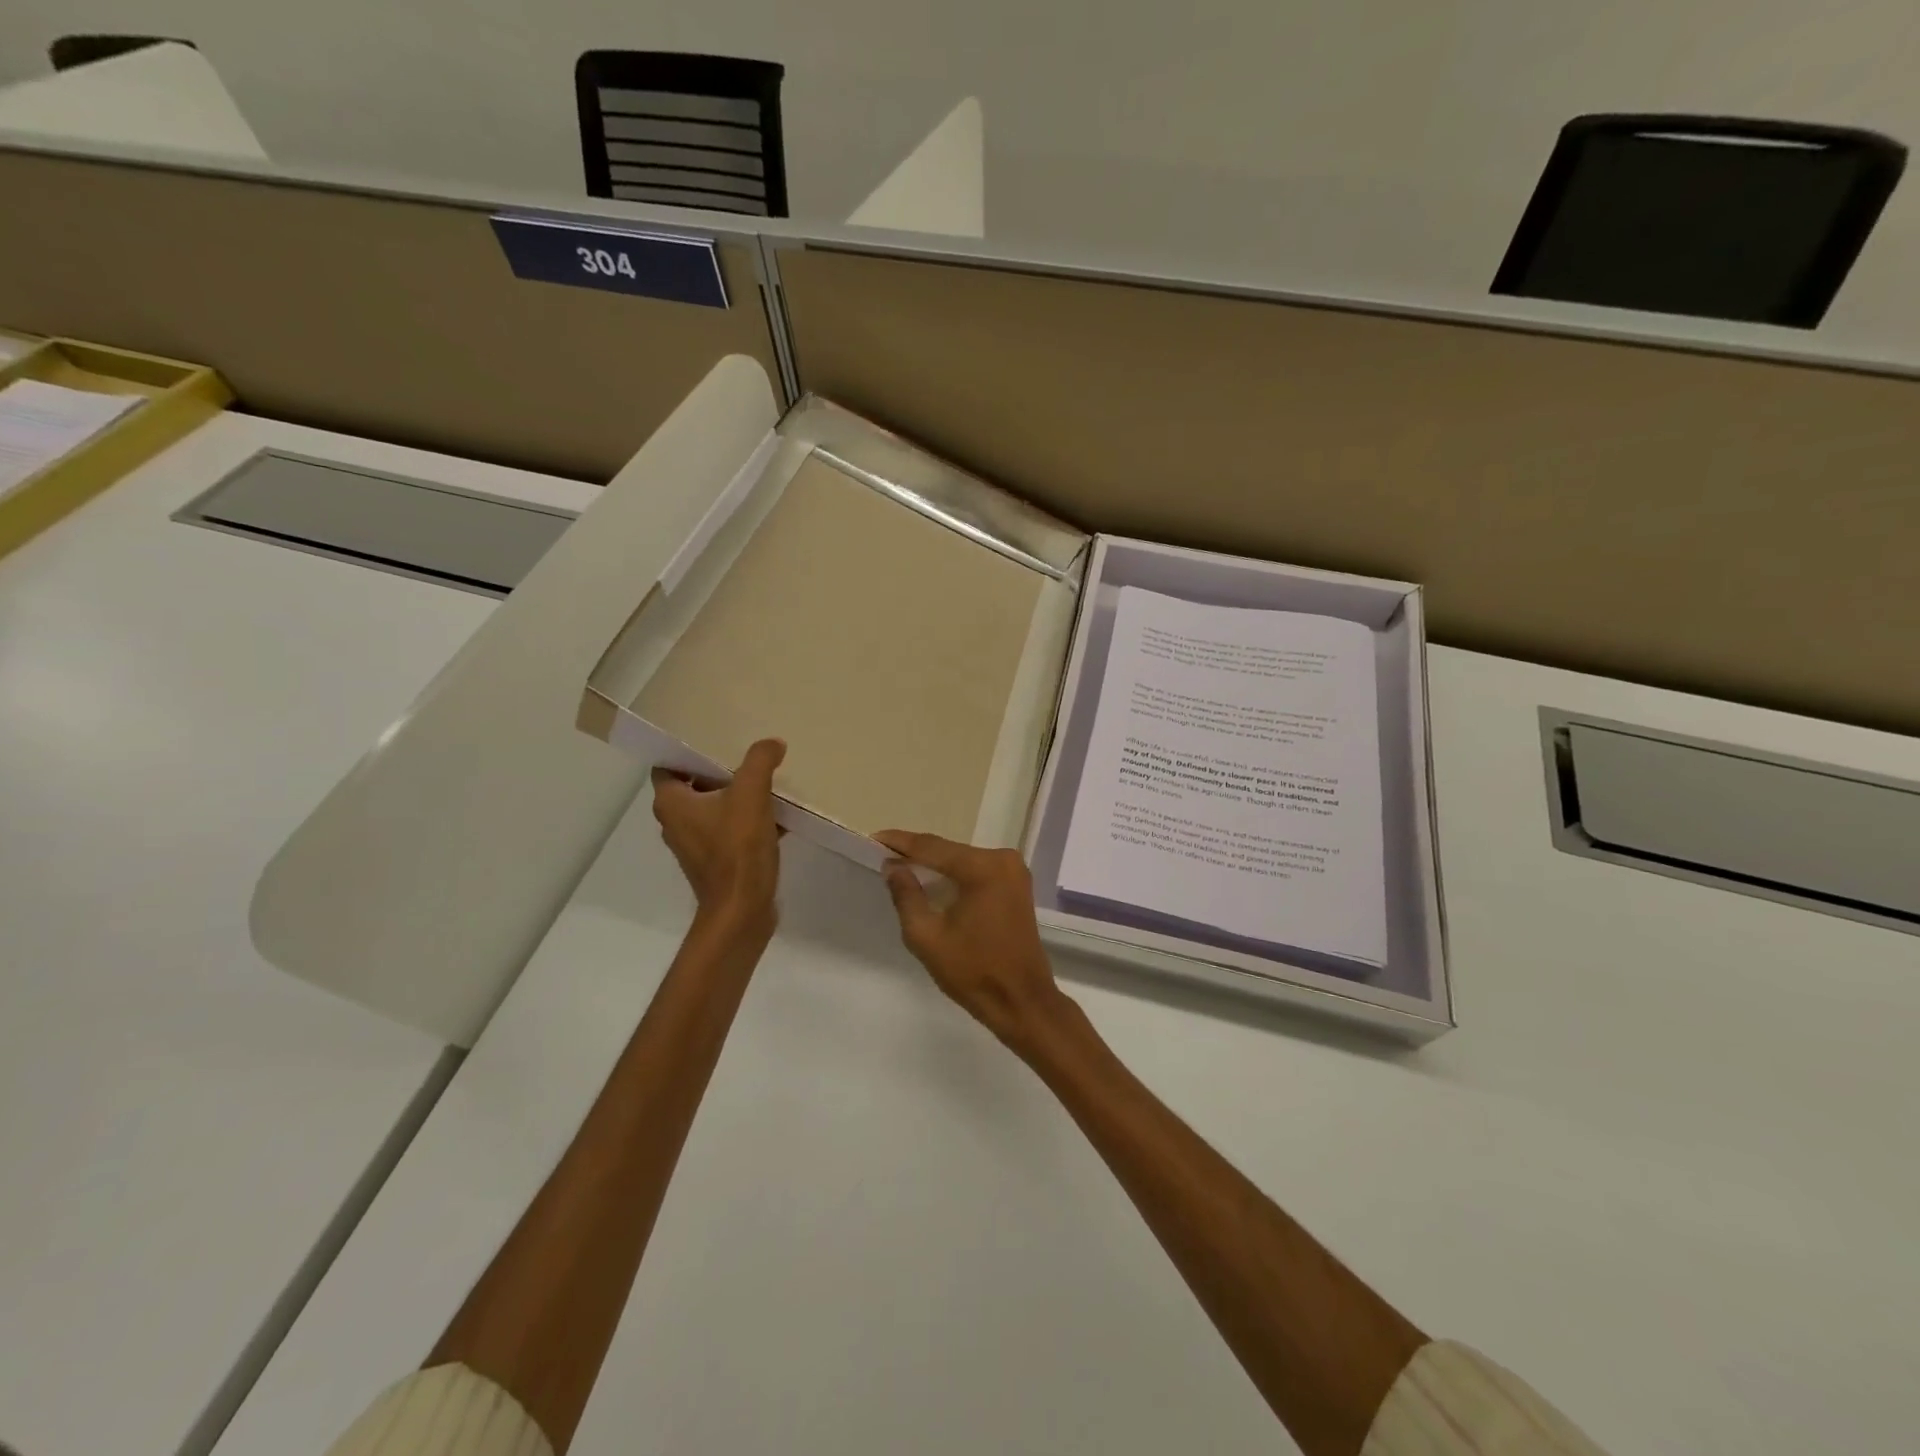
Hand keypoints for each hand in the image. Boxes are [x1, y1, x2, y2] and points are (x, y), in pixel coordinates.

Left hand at [652, 738, 784, 937]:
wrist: (741, 911)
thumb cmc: (736, 849)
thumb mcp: (751, 795)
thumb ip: (760, 761)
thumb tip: (772, 743)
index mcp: (671, 803)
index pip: (670, 765)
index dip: (690, 751)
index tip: (718, 740)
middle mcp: (675, 823)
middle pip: (695, 785)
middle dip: (721, 771)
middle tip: (747, 756)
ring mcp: (695, 845)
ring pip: (715, 809)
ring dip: (737, 797)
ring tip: (767, 782)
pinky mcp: (715, 863)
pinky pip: (730, 831)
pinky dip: (748, 821)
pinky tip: (778, 816)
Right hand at [874, 830, 1076, 1056]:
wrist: (1022, 1002)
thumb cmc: (973, 971)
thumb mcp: (927, 936)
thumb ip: (906, 896)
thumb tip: (893, 867)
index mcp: (982, 867)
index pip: (932, 847)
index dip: (900, 843)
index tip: (873, 839)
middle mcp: (1003, 859)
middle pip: (949, 851)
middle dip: (916, 854)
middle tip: (883, 857)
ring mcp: (1014, 871)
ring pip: (963, 861)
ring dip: (935, 865)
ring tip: (901, 868)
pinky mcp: (1017, 886)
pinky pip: (977, 872)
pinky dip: (955, 876)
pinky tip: (932, 883)